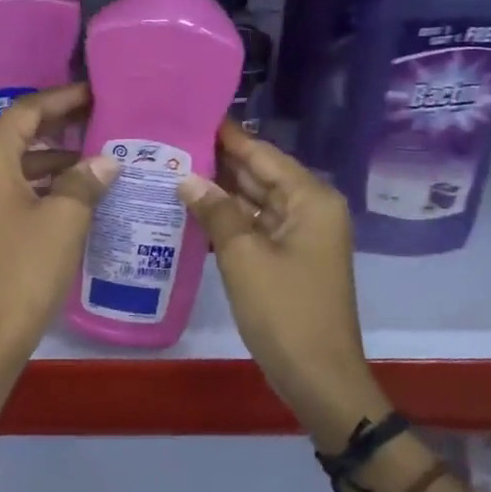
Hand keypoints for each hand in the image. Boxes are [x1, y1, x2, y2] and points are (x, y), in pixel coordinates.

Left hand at [0, 85, 119, 366]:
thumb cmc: (26, 268)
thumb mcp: (65, 219)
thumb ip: (86, 181)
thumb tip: (105, 162)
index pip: (26, 112)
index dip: (62, 98)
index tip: (95, 93)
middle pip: (19, 135)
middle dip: (60, 126)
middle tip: (101, 120)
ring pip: (17, 165)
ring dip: (54, 160)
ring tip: (97, 160)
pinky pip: (12, 190)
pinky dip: (42, 186)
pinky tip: (76, 196)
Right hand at [178, 123, 384, 445]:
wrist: (319, 377)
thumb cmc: (284, 311)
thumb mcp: (243, 256)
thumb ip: (215, 210)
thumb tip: (186, 177)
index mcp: (310, 199)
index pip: (263, 153)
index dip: (227, 135)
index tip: (191, 113)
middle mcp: (310, 208)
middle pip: (260, 174)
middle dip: (219, 162)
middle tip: (171, 142)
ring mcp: (302, 235)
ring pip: (256, 200)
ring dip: (220, 190)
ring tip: (173, 169)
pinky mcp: (290, 257)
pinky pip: (257, 226)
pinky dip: (229, 218)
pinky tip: (193, 209)